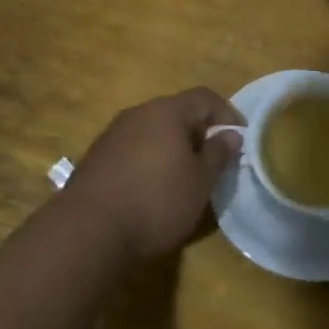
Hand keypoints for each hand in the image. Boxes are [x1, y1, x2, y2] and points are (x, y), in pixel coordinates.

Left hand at [64, 89, 243, 258]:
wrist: (88, 230)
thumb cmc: (156, 201)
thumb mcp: (199, 182)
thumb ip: (218, 155)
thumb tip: (231, 134)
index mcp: (167, 111)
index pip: (204, 97)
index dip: (227, 113)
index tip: (240, 137)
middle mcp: (138, 113)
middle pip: (176, 112)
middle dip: (199, 132)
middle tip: (214, 160)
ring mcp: (113, 134)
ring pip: (153, 131)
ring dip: (172, 147)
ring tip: (185, 177)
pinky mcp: (97, 157)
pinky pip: (133, 149)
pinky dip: (150, 160)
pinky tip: (153, 188)